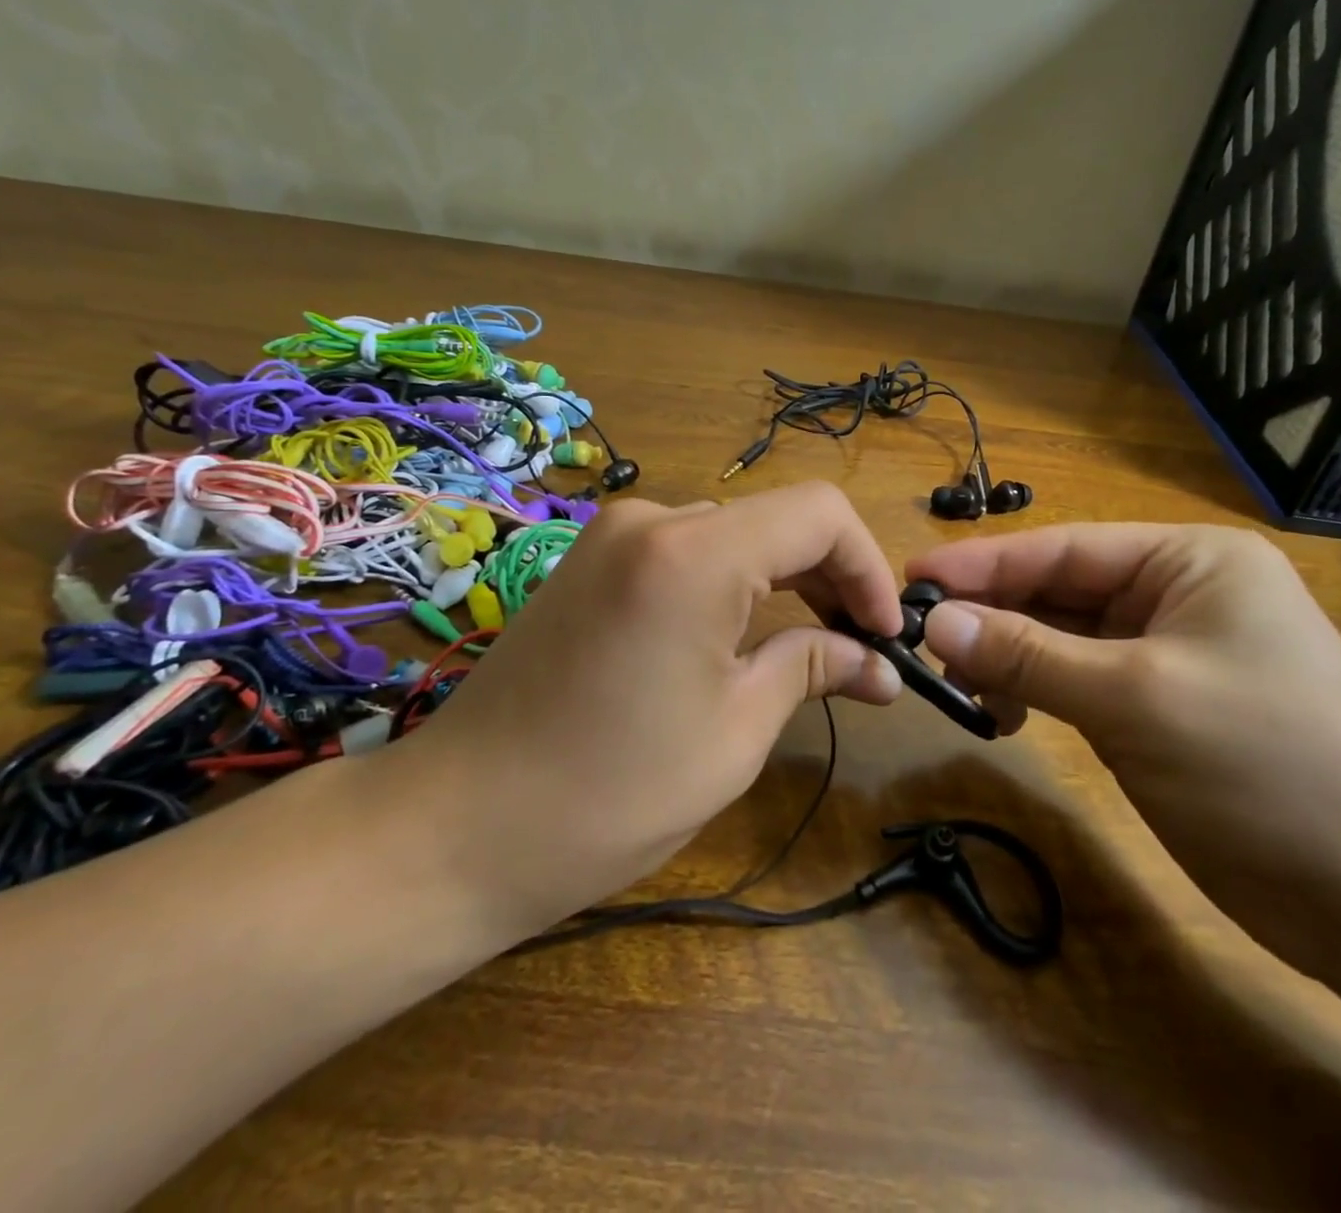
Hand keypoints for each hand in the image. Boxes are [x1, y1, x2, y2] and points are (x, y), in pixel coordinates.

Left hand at [385, 482, 904, 941]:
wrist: (455, 827)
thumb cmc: (609, 793)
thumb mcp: (735, 732)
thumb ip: (814, 669)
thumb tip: (880, 664)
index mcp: (694, 552)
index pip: (819, 514)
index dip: (868, 567)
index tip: (885, 635)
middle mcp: (651, 520)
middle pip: (774, 521)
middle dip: (828, 579)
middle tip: (858, 651)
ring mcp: (610, 537)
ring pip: (732, 537)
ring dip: (779, 584)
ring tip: (804, 652)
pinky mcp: (587, 563)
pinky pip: (683, 554)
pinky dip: (728, 586)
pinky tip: (734, 642)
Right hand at [906, 524, 1340, 976]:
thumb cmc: (1265, 768)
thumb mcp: (1133, 698)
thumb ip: (1026, 654)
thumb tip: (934, 622)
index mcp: (1191, 562)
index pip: (1064, 548)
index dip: (983, 562)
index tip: (911, 573)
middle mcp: (1179, 594)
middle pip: (1060, 590)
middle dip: (992, 614)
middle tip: (918, 636)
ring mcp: (1170, 653)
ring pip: (1063, 638)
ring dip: (1009, 657)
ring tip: (959, 686)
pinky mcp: (1160, 706)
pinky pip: (1078, 680)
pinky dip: (1037, 690)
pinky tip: (1006, 713)